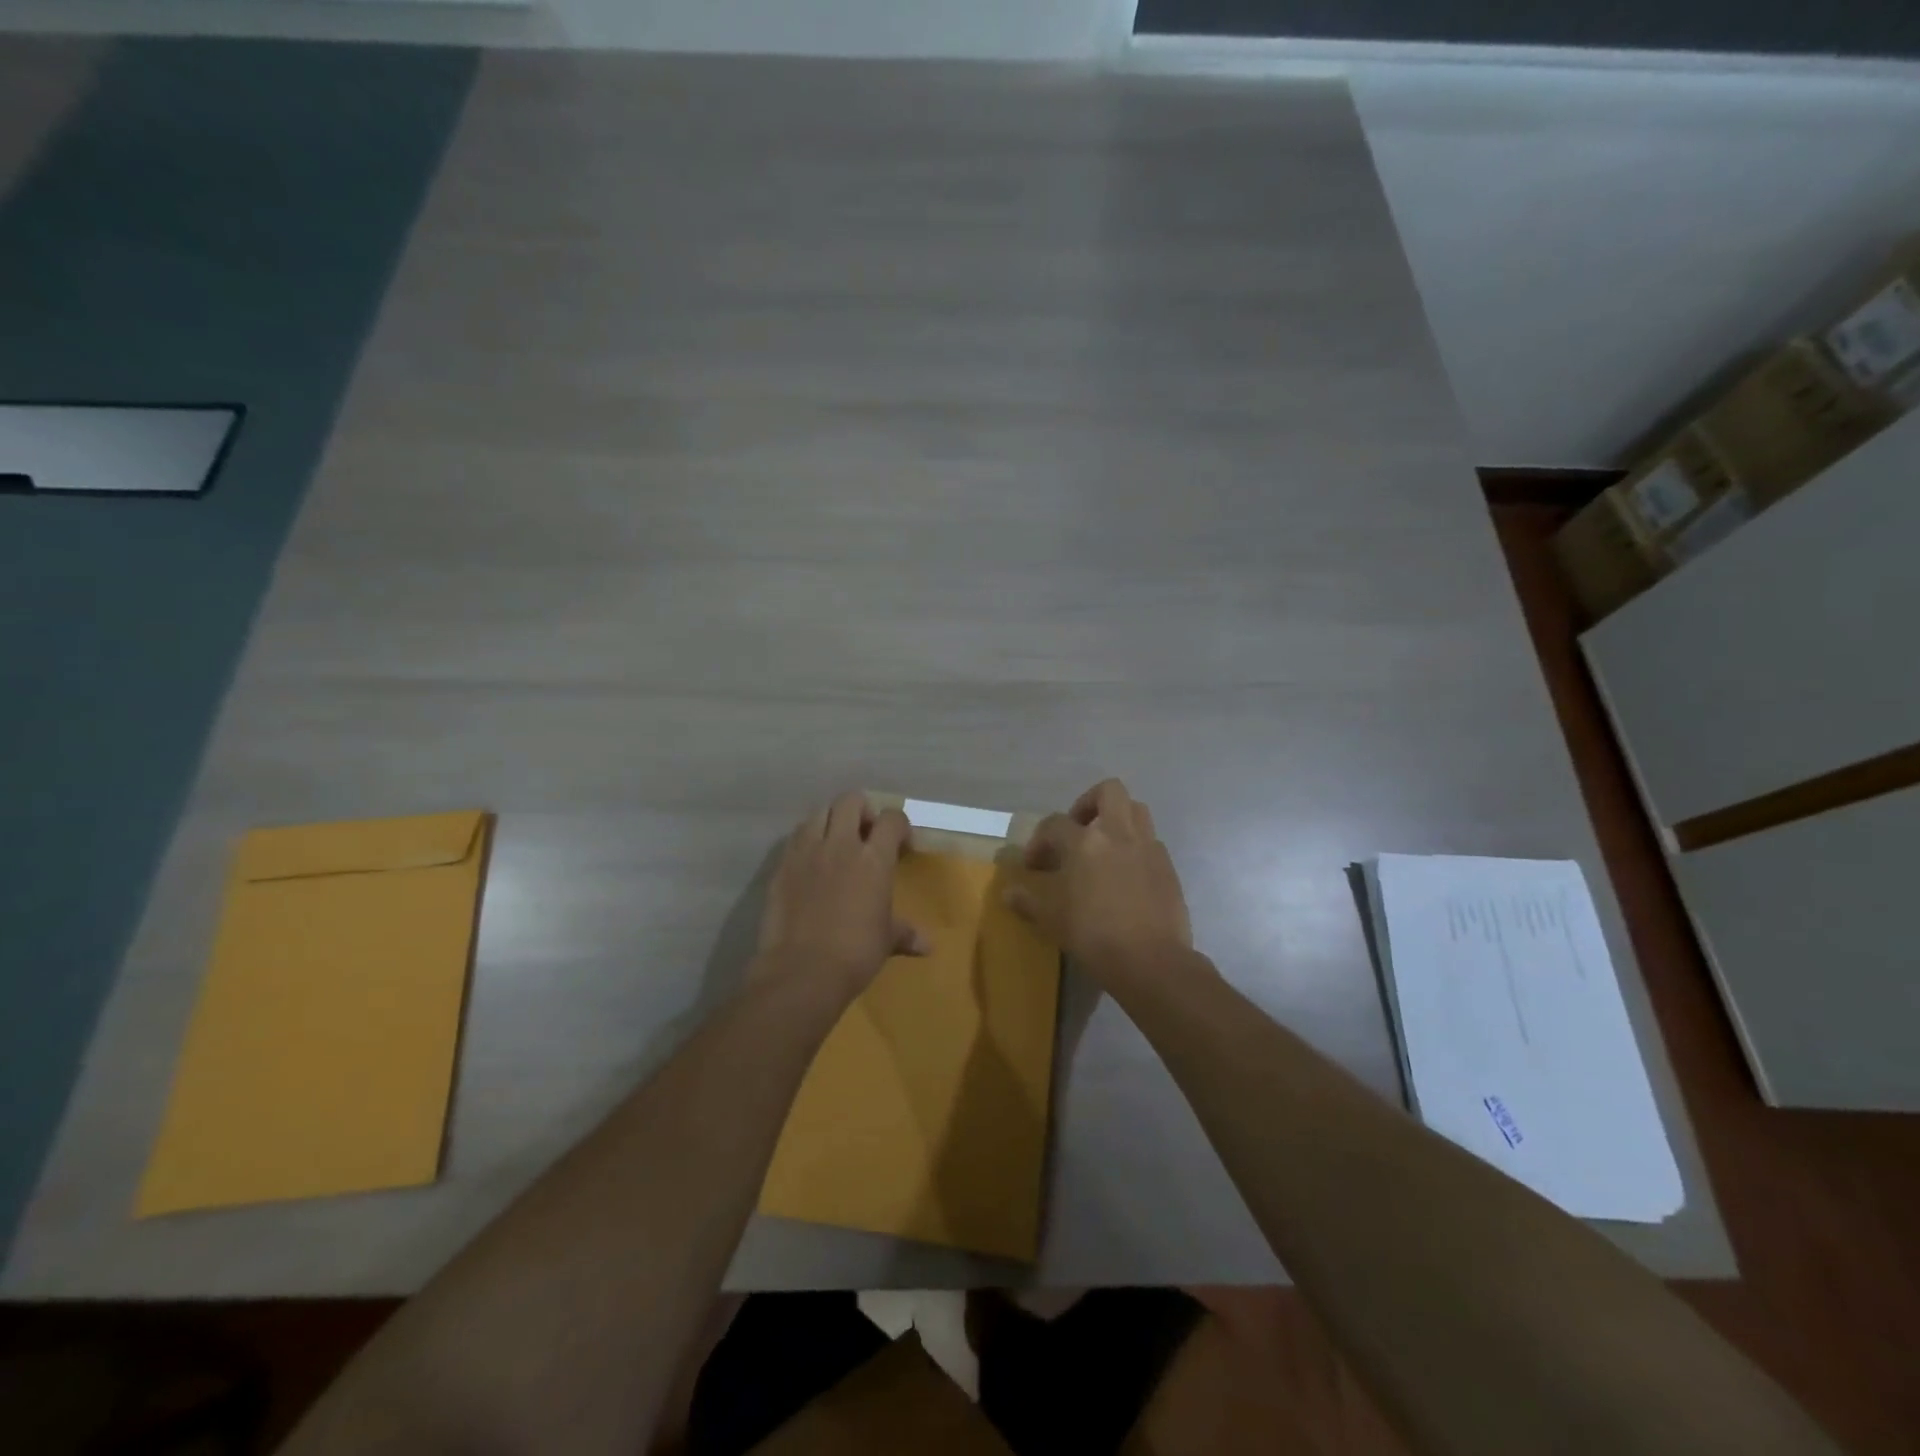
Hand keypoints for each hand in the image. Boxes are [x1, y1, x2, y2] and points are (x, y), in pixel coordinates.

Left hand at [754, 792, 928, 999]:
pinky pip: (796, 837)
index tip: (901, 844)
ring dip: (831, 820)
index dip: (899, 826)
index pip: (891, 819)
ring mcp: (807, 851)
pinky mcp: (782, 865)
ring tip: (836, 843)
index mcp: (873, 858)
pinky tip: (811, 862)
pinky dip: (807, 840)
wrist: (801, 970)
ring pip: (819, 812)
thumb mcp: (886, 940)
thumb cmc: (855, 953)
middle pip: (851, 800)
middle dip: (862, 810)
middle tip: (866, 834)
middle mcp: (840, 844)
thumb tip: (927, 945)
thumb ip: (905, 933)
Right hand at [1008, 778, 1192, 991]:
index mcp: (1084, 842)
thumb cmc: (1093, 935)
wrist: (1151, 960)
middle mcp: (1117, 834)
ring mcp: (1147, 847)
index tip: (1034, 865)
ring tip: (1104, 846)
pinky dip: (1135, 847)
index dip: (1039, 841)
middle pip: (1109, 791)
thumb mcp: (1051, 919)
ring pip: (1136, 809)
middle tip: (1078, 830)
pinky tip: (1126, 874)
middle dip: (1089, 803)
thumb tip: (1008, 893)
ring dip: (1118, 819)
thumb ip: (1028, 900)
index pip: (1054, 824)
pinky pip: (1150, 842)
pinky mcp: (1168, 866)